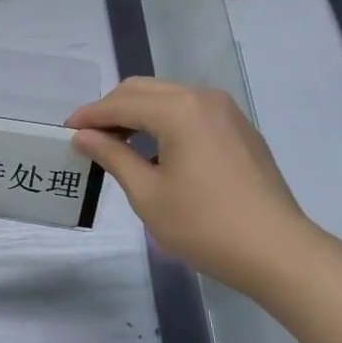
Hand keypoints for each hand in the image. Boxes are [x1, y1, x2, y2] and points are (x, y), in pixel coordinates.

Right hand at [68, 79, 317, 289]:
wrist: (276, 251)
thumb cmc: (203, 225)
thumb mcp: (147, 193)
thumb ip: (112, 156)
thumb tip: (84, 136)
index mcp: (178, 109)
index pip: (120, 104)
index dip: (89, 117)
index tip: (64, 132)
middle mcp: (203, 98)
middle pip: (143, 90)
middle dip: (111, 110)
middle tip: (88, 139)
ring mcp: (226, 112)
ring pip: (168, 98)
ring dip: (138, 115)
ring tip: (117, 146)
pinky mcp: (240, 130)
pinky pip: (191, 113)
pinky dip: (164, 123)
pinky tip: (155, 153)